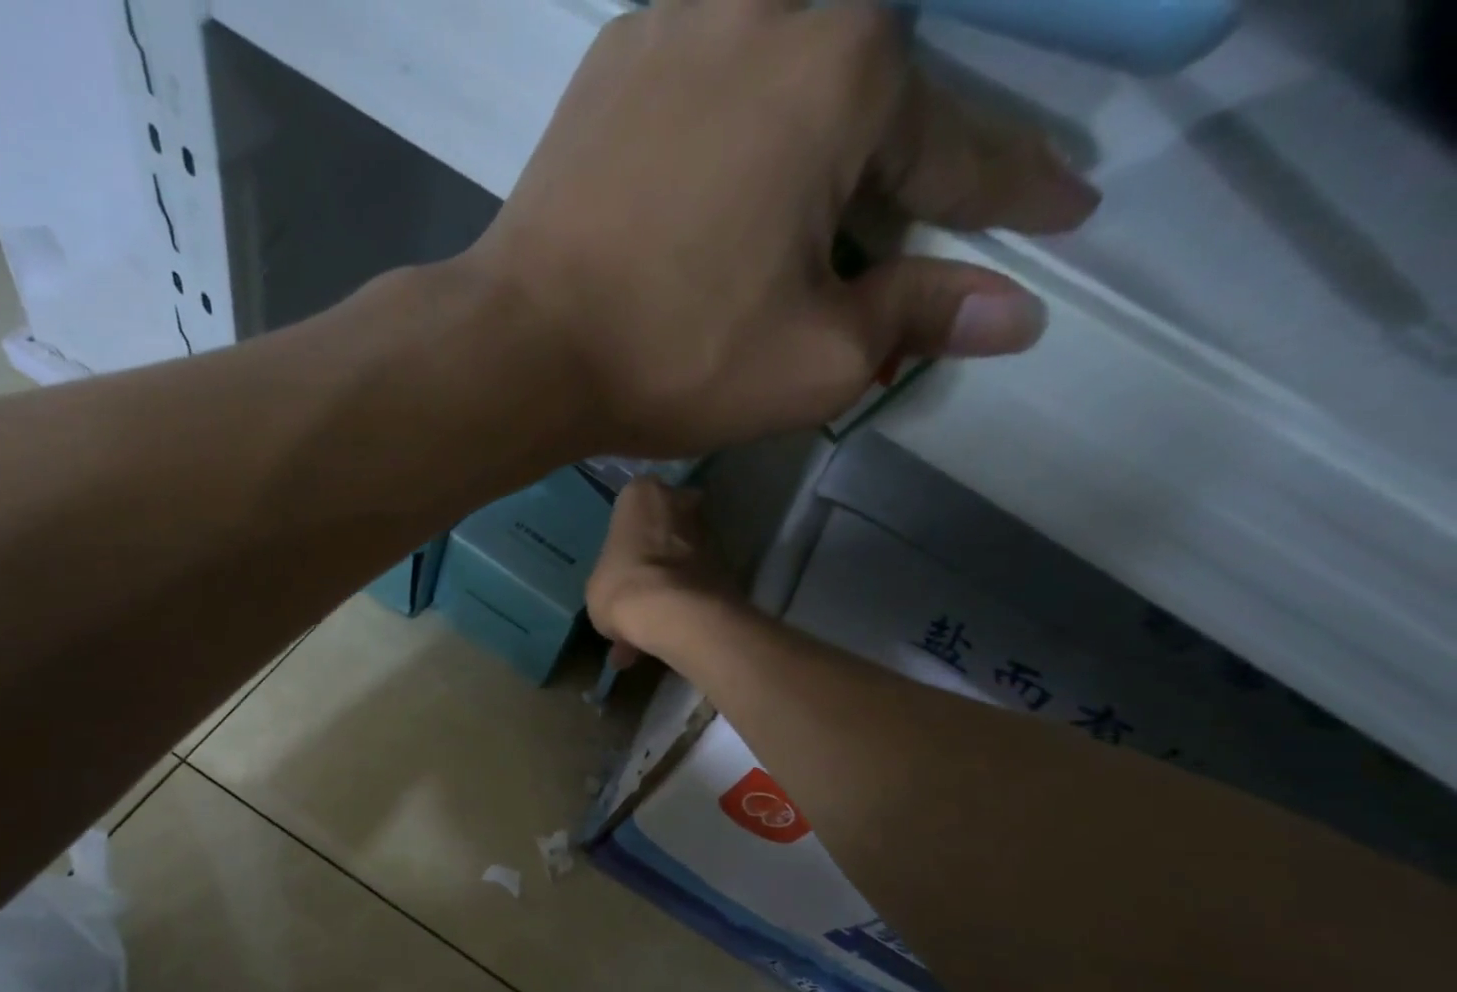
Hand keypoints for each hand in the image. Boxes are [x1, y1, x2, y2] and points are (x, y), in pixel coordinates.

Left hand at [467, 0, 1099, 457]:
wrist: (522, 345)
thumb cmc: (675, 358)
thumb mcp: (816, 361)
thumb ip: (918, 318)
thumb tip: (1018, 310)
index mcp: (848, 68)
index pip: (959, 147)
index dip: (1015, 193)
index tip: (1064, 212)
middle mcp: (775, 2)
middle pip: (874, 84)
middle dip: (905, 156)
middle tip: (911, 217)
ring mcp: (682, 11)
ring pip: (791, 50)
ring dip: (821, 116)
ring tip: (813, 194)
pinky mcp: (616, 52)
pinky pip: (711, 57)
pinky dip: (741, 99)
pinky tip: (731, 149)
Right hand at [586, 477, 746, 668]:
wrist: (677, 614)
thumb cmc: (622, 586)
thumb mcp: (597, 582)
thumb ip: (612, 572)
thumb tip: (621, 588)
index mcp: (641, 493)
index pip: (632, 501)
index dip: (628, 530)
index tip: (622, 555)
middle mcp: (681, 500)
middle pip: (668, 519)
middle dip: (658, 545)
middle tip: (642, 579)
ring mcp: (710, 530)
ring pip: (687, 549)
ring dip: (675, 572)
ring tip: (656, 611)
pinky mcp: (730, 564)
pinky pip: (699, 576)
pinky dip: (688, 595)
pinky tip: (672, 623)